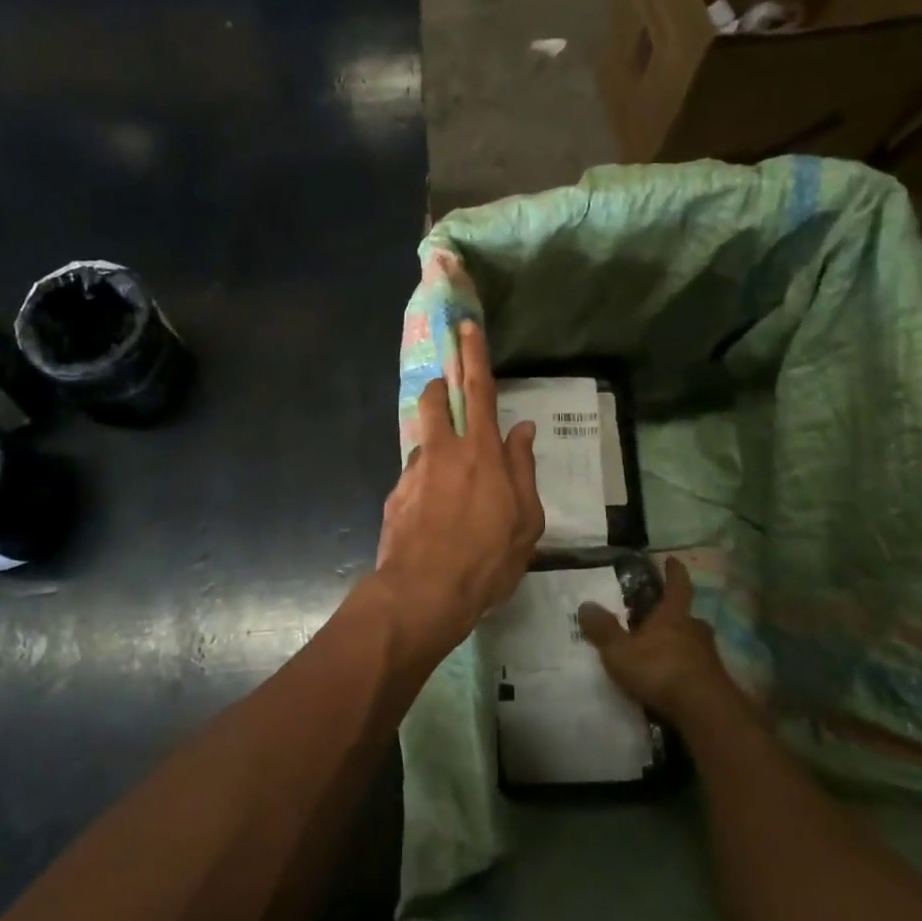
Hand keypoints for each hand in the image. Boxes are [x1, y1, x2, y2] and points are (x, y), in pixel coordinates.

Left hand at [375, 320, 542, 656]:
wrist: (422, 594)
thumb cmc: (486, 560)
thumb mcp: (526, 521)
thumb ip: (523, 469)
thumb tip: (522, 430)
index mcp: (482, 452)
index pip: (478, 390)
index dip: (474, 355)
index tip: (467, 327)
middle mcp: (443, 451)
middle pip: (434, 400)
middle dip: (438, 384)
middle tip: (446, 391)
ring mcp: (413, 471)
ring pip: (423, 440)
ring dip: (435, 443)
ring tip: (450, 482)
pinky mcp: (395, 494)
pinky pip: (414, 477)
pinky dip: (426, 484)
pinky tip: (434, 518)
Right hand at [578, 557, 752, 728]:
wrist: (704, 711)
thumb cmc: (659, 670)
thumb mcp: (621, 650)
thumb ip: (603, 629)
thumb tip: (585, 604)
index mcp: (673, 615)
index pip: (677, 585)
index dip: (674, 571)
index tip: (672, 560)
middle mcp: (695, 629)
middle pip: (686, 616)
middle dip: (674, 616)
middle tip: (658, 619)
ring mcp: (709, 656)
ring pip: (693, 643)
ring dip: (680, 644)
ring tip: (661, 653)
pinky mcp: (715, 682)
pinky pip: (696, 668)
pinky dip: (685, 669)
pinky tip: (671, 681)